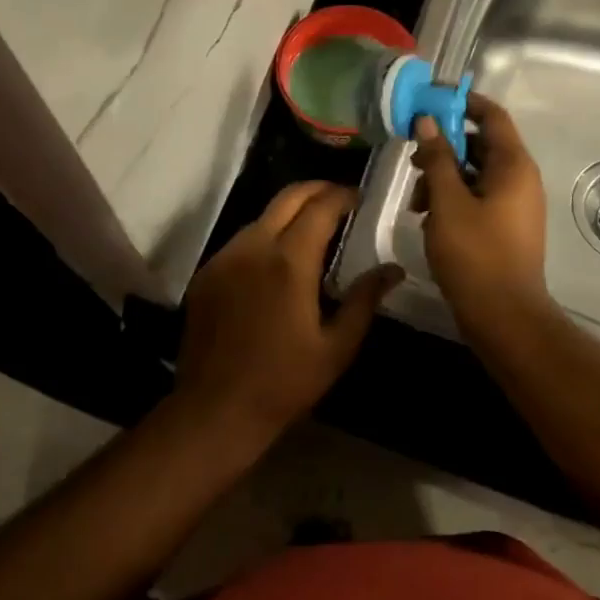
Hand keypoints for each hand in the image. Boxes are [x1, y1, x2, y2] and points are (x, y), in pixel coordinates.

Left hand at [174, 182, 402, 443]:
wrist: (215, 410)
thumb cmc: (284, 383)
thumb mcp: (336, 347)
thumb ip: (364, 300)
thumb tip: (393, 269)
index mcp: (289, 261)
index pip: (320, 207)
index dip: (343, 195)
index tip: (360, 197)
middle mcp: (254, 247)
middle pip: (288, 197)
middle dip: (317, 189)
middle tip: (340, 198)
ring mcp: (225, 257)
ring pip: (262, 216)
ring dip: (290, 212)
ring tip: (313, 228)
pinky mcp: (207, 272)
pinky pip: (241, 240)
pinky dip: (265, 235)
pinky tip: (277, 259)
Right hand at [411, 93, 552, 331]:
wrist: (504, 317)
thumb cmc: (475, 254)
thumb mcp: (447, 201)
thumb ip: (438, 157)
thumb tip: (428, 121)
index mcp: (513, 166)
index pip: (492, 115)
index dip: (463, 103)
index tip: (430, 101)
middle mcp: (519, 179)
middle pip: (481, 144)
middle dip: (445, 146)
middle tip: (414, 157)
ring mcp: (514, 204)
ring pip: (475, 173)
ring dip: (443, 177)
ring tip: (416, 199)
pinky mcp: (504, 226)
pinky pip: (478, 197)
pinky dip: (452, 199)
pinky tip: (428, 218)